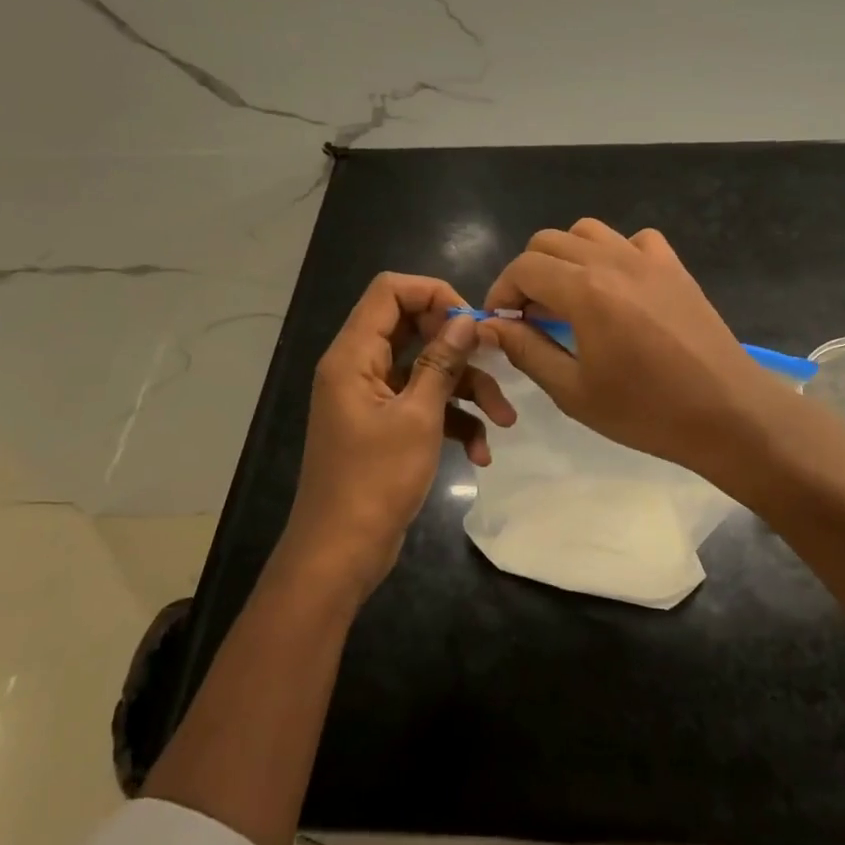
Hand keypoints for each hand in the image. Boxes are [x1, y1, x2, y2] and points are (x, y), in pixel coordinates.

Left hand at [282, 273, 514, 598]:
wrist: (341, 554)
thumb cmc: (375, 480)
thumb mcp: (419, 417)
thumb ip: (443, 362)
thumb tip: (467, 320)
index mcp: (355, 355)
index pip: (389, 291)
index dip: (433, 294)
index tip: (471, 321)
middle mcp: (360, 367)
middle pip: (413, 328)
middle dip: (459, 346)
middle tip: (496, 359)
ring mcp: (372, 398)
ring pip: (426, 370)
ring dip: (467, 389)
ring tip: (504, 420)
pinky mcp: (385, 425)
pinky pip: (424, 404)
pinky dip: (453, 421)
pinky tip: (479, 452)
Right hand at [481, 219, 774, 477]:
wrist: (727, 412)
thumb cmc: (646, 411)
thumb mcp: (574, 391)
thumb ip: (527, 350)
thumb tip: (492, 325)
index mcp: (585, 290)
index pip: (524, 267)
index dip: (502, 291)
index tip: (501, 322)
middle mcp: (613, 260)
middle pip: (549, 241)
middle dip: (529, 273)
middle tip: (531, 315)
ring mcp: (648, 258)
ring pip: (588, 231)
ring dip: (566, 257)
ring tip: (569, 298)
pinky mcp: (674, 266)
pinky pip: (633, 239)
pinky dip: (614, 253)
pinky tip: (618, 287)